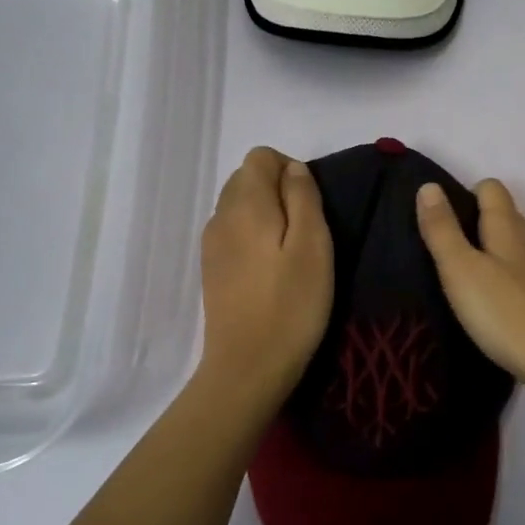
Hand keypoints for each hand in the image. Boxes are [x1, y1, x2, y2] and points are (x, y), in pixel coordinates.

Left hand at [196, 146, 333, 410]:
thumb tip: (293, 169)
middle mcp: (220, 215)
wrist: (247, 368)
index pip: (260, 156)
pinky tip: (270, 269)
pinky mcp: (211, 268)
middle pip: (246, 178)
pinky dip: (253, 235)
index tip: (311, 206)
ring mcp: (211, 243)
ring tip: (290, 251)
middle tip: (306, 230)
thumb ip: (303, 198)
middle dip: (278, 190)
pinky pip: (232, 231)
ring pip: (238, 205)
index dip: (290, 170)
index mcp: (245, 204)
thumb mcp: (313, 246)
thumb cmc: (290, 305)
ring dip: (266, 214)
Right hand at [415, 178, 524, 395]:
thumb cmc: (506, 313)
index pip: (490, 188)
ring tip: (468, 283)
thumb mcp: (461, 270)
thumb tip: (428, 186)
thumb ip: (442, 229)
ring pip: (517, 247)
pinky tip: (498, 306)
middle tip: (447, 256)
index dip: (466, 195)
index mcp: (510, 226)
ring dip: (494, 255)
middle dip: (476, 226)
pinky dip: (510, 280)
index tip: (443, 222)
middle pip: (505, 216)